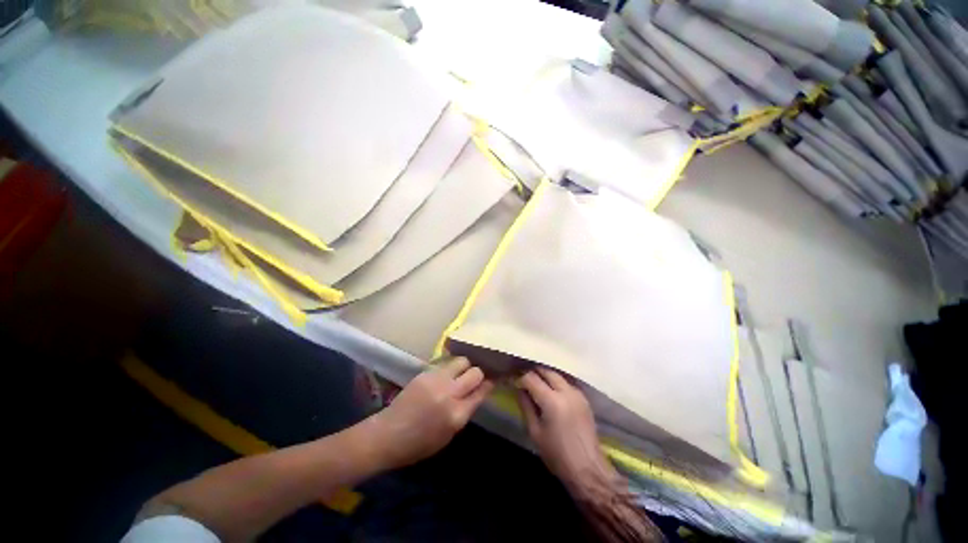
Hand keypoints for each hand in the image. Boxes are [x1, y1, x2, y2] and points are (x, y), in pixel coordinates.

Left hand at [370, 357, 492, 469]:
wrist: (388, 434)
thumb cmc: (419, 444)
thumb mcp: (449, 435)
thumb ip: (464, 412)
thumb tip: (476, 394)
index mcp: (457, 415)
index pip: (482, 392)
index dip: (490, 384)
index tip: (493, 379)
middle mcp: (449, 394)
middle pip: (475, 372)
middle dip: (479, 373)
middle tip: (476, 377)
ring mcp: (436, 380)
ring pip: (461, 361)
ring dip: (465, 366)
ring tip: (462, 372)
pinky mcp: (425, 372)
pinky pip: (445, 364)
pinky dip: (450, 368)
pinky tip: (447, 374)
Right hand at [516, 368, 618, 491]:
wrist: (588, 469)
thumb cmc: (557, 454)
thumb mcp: (535, 432)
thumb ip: (526, 406)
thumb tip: (519, 390)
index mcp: (552, 401)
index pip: (531, 378)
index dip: (520, 378)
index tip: (514, 383)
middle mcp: (566, 391)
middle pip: (547, 371)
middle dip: (534, 373)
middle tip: (524, 380)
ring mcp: (577, 394)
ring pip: (558, 375)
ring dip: (546, 376)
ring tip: (536, 385)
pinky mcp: (584, 399)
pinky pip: (567, 383)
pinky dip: (557, 383)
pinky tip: (552, 393)